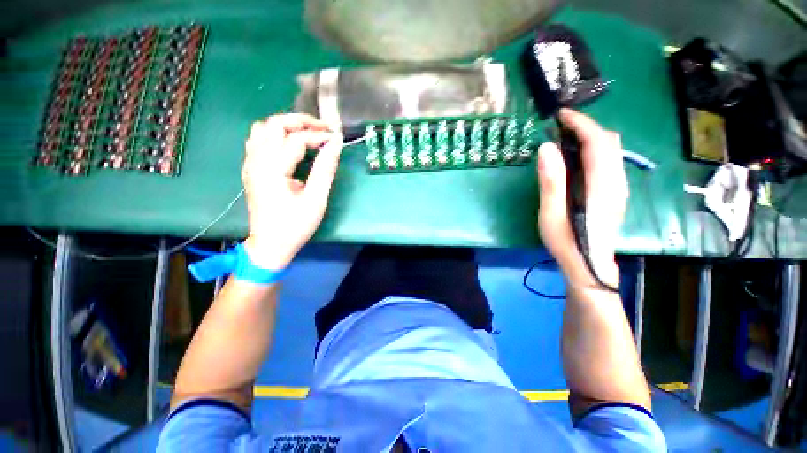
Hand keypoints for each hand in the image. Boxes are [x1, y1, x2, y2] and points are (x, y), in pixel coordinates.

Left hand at [242, 114, 342, 269]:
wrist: (269, 245)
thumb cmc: (295, 225)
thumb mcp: (316, 199)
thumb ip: (325, 169)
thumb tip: (335, 144)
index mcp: (272, 169)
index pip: (296, 139)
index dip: (318, 136)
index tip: (336, 139)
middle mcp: (256, 161)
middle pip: (273, 124)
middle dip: (300, 122)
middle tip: (322, 129)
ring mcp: (250, 164)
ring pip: (262, 129)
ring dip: (286, 126)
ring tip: (307, 135)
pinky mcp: (251, 169)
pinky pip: (258, 140)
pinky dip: (275, 135)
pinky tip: (290, 145)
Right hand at [537, 108, 627, 289]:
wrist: (589, 265)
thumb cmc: (567, 241)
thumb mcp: (551, 213)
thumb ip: (551, 181)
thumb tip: (546, 148)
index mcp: (601, 185)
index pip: (598, 142)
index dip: (581, 124)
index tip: (561, 115)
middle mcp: (616, 181)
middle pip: (610, 141)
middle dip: (587, 127)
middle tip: (560, 126)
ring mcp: (619, 186)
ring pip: (612, 149)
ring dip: (591, 136)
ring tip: (565, 138)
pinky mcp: (615, 192)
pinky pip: (609, 160)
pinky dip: (594, 149)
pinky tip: (576, 157)